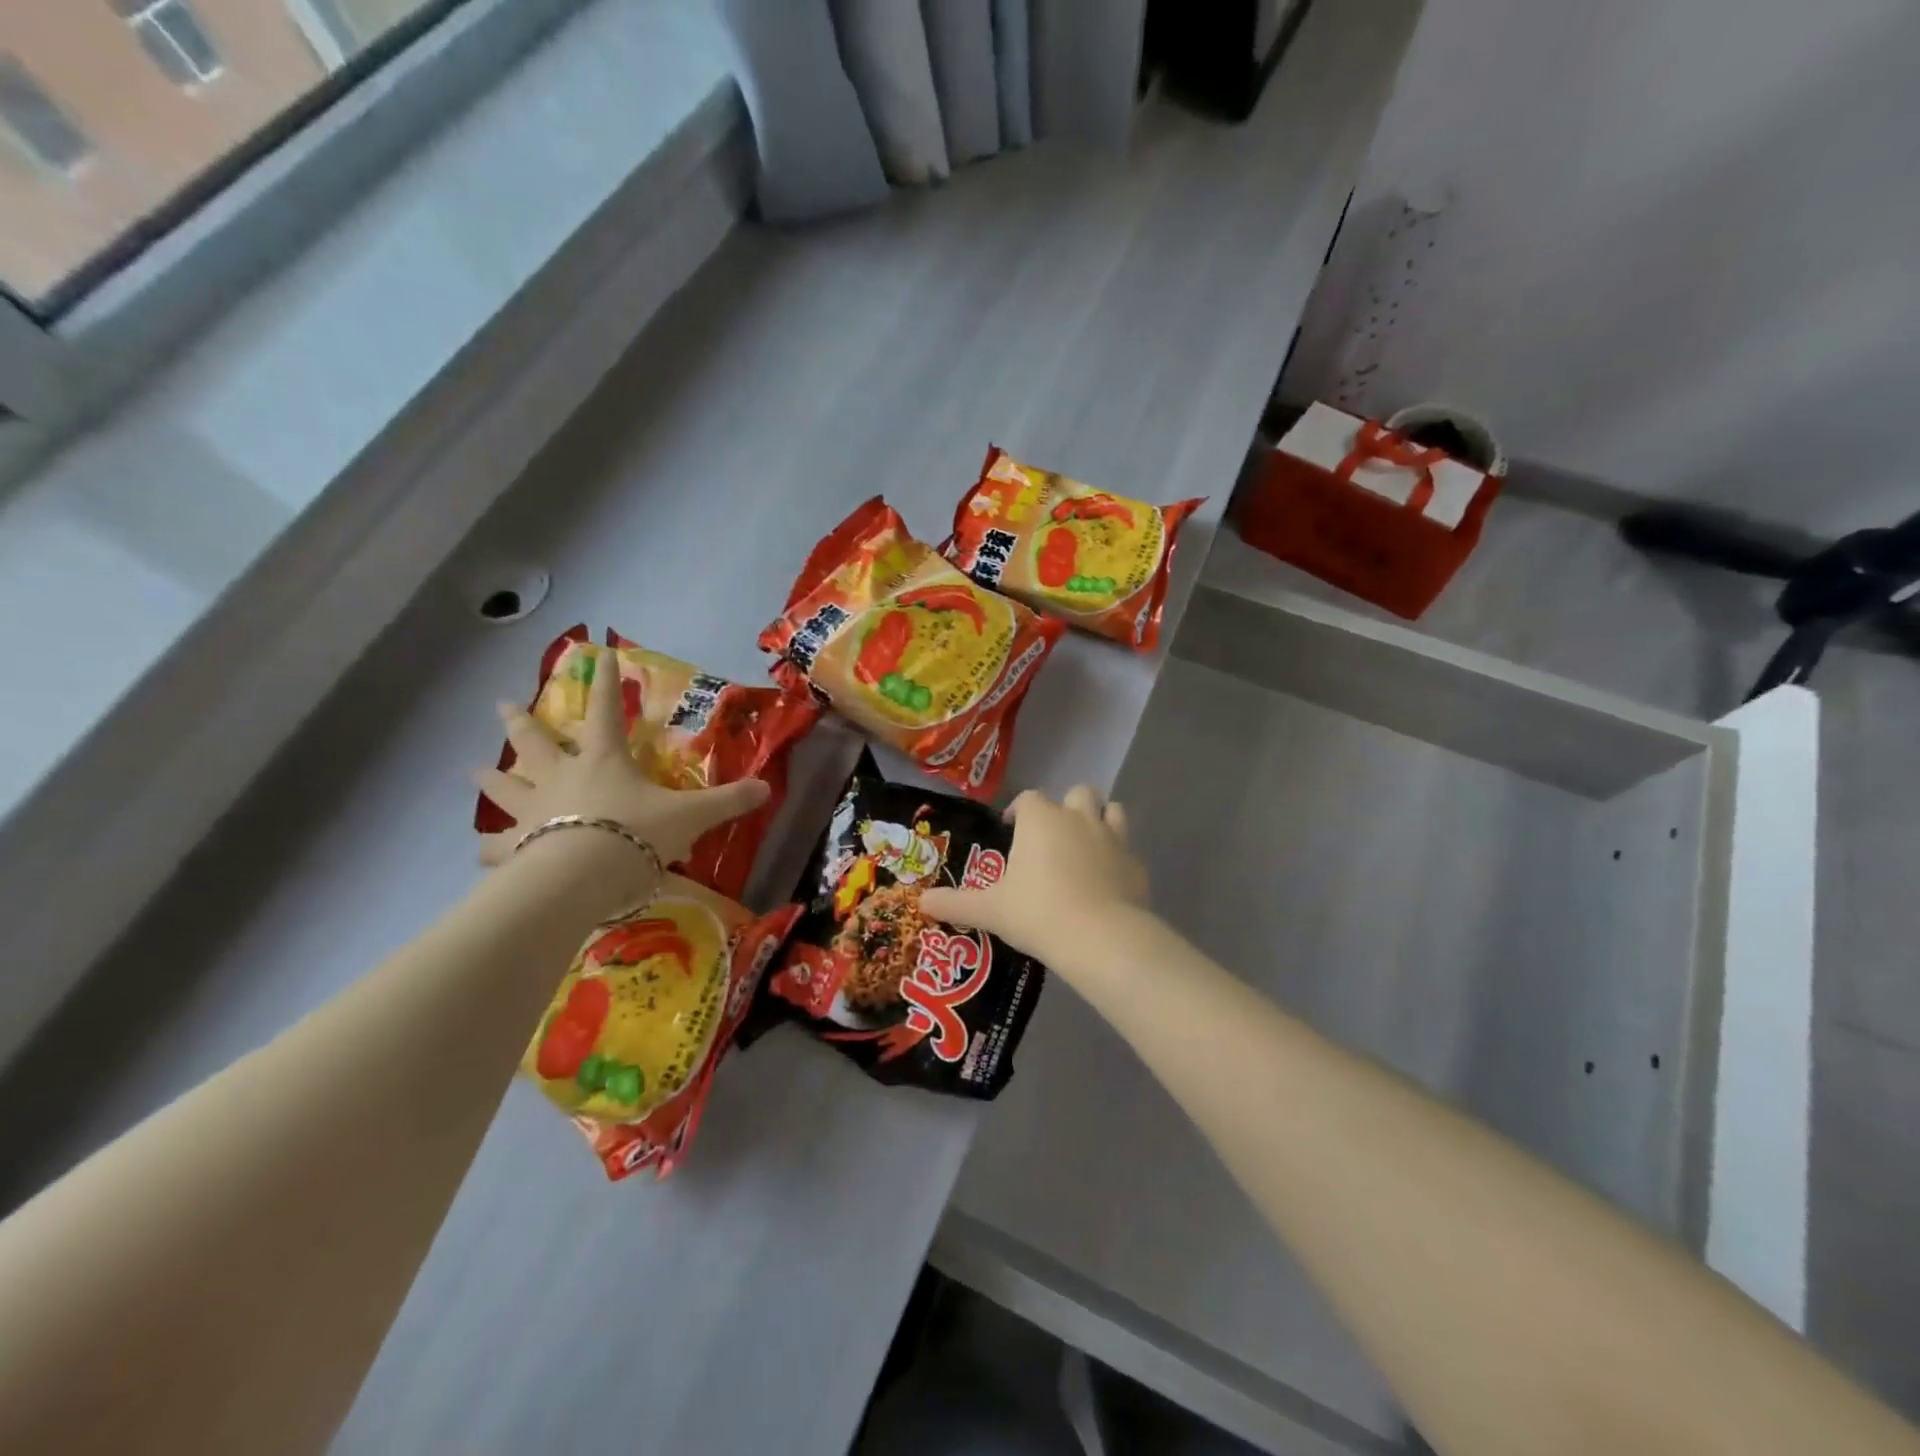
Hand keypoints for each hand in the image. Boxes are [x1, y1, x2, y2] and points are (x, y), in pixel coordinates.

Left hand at [474, 645, 769, 867]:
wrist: (584, 875)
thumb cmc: (637, 833)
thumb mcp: (692, 816)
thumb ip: (728, 801)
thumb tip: (768, 788)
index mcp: (604, 760)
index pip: (607, 712)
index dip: (606, 685)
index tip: (597, 655)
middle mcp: (562, 776)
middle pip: (536, 741)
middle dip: (521, 721)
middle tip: (500, 704)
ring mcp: (534, 811)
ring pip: (507, 787)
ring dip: (492, 778)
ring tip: (473, 770)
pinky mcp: (516, 848)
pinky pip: (498, 846)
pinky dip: (490, 847)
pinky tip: (481, 852)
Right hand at [919, 785, 1147, 968]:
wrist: (1100, 937)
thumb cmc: (1037, 913)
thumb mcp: (990, 911)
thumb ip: (955, 904)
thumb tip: (920, 903)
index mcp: (1042, 820)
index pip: (1029, 799)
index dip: (1019, 810)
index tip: (1010, 828)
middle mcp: (1079, 818)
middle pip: (1077, 792)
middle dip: (1066, 806)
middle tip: (1052, 835)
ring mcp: (1113, 838)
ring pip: (1111, 809)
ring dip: (1099, 819)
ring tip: (1085, 845)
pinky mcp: (1136, 864)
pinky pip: (1128, 849)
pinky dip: (1118, 858)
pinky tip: (1108, 880)